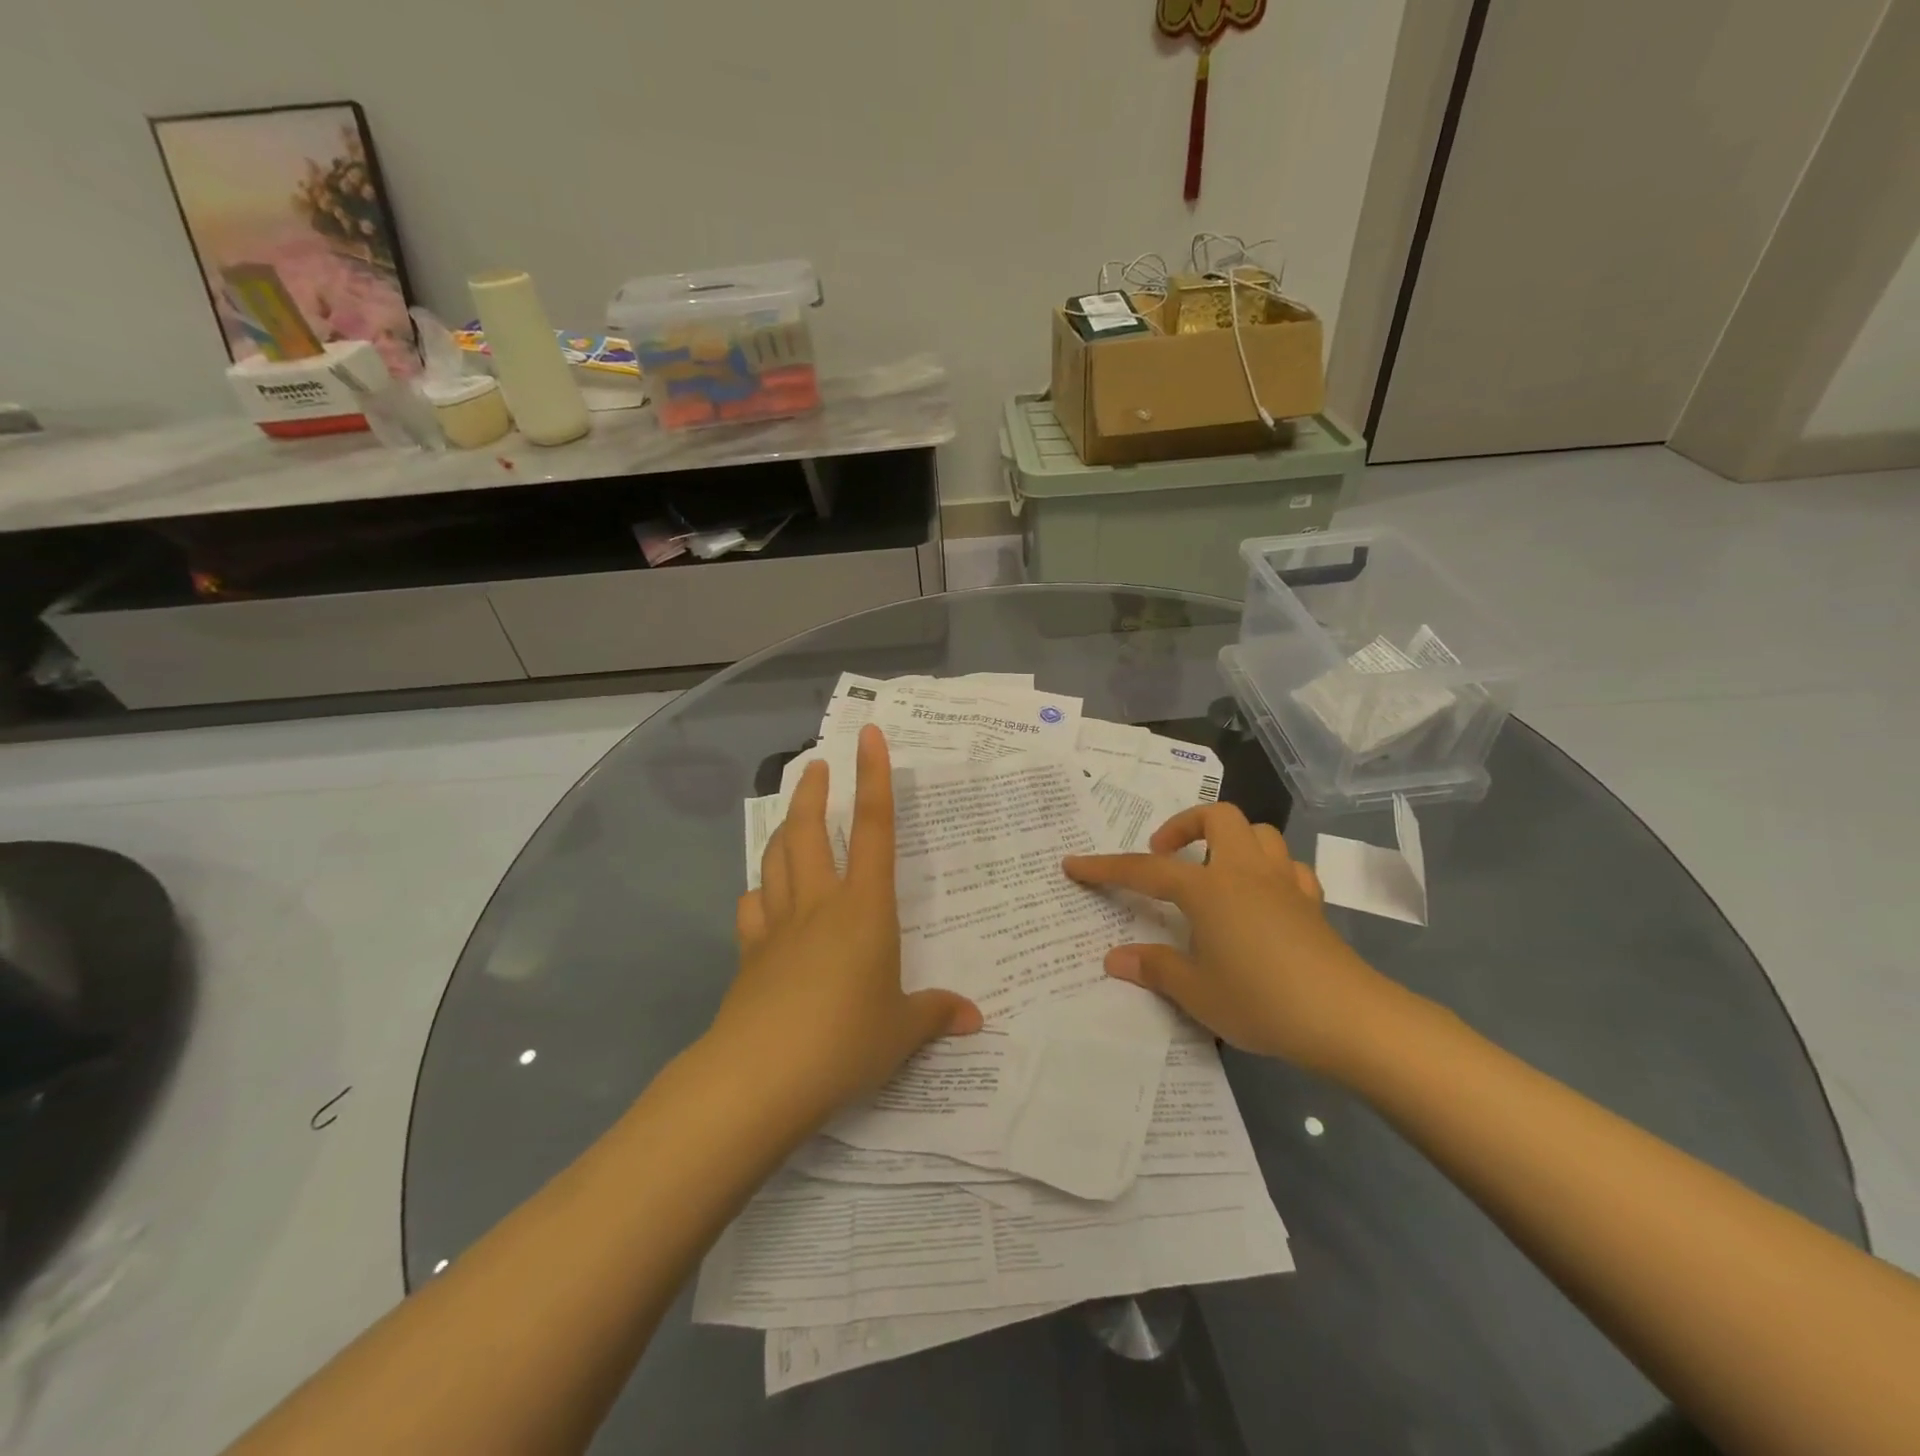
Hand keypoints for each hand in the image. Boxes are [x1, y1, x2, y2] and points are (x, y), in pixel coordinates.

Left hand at [708, 724, 980, 1133]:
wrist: (761, 1076)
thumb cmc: (846, 1040)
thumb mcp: (902, 1031)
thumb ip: (936, 1015)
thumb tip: (974, 1018)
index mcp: (865, 908)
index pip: (874, 828)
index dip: (874, 777)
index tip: (868, 736)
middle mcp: (819, 903)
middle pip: (809, 830)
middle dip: (812, 791)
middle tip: (814, 765)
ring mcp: (778, 926)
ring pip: (775, 859)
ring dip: (783, 829)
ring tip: (791, 816)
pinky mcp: (749, 954)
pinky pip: (753, 908)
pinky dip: (760, 892)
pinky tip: (763, 898)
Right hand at [1064, 803, 1389, 1073]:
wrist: (1346, 1018)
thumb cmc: (1260, 1000)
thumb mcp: (1196, 992)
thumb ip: (1154, 968)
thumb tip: (1115, 958)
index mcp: (1208, 888)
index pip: (1146, 870)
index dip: (1106, 867)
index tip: (1074, 864)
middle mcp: (1244, 872)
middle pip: (1217, 817)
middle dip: (1185, 825)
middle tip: (1166, 857)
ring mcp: (1284, 883)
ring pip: (1258, 833)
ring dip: (1229, 840)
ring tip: (1212, 872)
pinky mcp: (1312, 902)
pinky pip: (1288, 867)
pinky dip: (1269, 870)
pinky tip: (1260, 897)